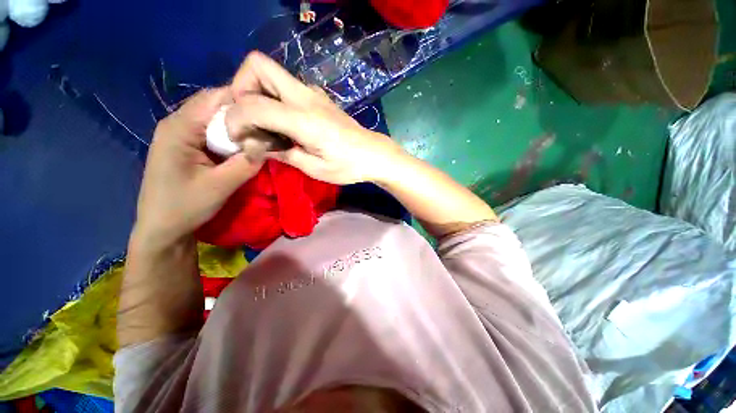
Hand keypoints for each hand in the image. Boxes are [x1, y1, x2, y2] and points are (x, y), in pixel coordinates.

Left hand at [133, 87, 264, 250]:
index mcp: (179, 127)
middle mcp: (176, 123)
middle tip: (270, 125)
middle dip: (243, 113)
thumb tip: (270, 144)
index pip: (215, 98)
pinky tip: (243, 146)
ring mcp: (179, 134)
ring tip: (261, 135)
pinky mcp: (185, 145)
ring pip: (214, 118)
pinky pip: (211, 132)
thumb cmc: (185, 206)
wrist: (162, 228)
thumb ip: (246, 163)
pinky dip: (230, 136)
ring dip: (238, 126)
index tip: (271, 112)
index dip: (245, 100)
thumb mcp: (220, 186)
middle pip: (215, 105)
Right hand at [224, 51, 404, 184]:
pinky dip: (273, 98)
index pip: (252, 104)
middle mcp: (305, 97)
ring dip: (256, 92)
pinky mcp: (319, 98)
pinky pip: (286, 86)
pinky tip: (283, 122)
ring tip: (263, 122)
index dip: (234, 120)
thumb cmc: (348, 166)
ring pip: (271, 72)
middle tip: (247, 118)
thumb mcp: (314, 168)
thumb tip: (257, 146)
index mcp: (303, 119)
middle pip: (257, 65)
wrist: (374, 154)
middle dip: (241, 88)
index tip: (237, 138)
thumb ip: (282, 154)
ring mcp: (313, 94)